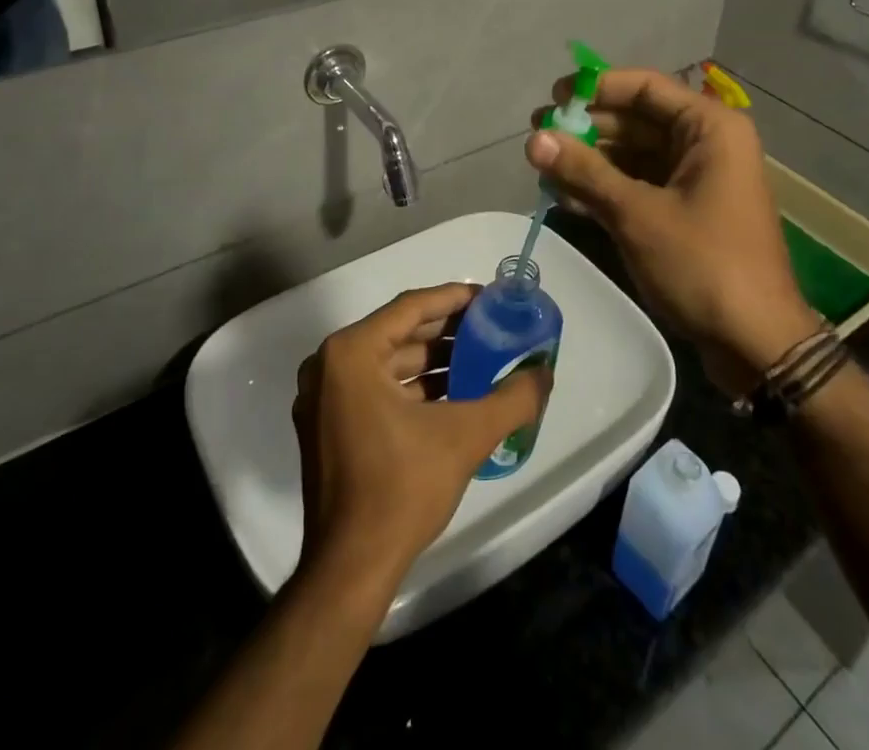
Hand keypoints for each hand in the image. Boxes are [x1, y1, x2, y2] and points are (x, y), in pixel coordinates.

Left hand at [292, 284, 550, 595]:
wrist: (350, 570)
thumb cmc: (401, 490)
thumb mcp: (466, 437)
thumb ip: (512, 399)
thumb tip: (545, 372)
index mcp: (350, 353)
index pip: (411, 308)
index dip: (454, 298)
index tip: (489, 297)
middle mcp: (328, 365)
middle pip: (399, 333)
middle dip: (447, 330)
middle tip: (491, 326)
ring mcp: (323, 398)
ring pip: (388, 361)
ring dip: (433, 360)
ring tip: (480, 358)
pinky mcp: (327, 426)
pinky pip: (376, 387)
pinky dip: (413, 386)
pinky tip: (452, 393)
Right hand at [527, 68, 819, 393]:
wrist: (756, 343)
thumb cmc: (703, 264)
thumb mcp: (637, 214)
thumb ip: (584, 171)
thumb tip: (533, 139)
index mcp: (709, 128)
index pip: (646, 87)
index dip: (597, 87)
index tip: (554, 97)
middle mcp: (706, 144)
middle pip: (637, 120)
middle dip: (587, 128)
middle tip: (538, 137)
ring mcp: (696, 180)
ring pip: (633, 155)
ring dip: (590, 161)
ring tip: (542, 167)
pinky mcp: (686, 211)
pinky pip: (639, 185)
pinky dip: (605, 188)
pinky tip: (563, 196)